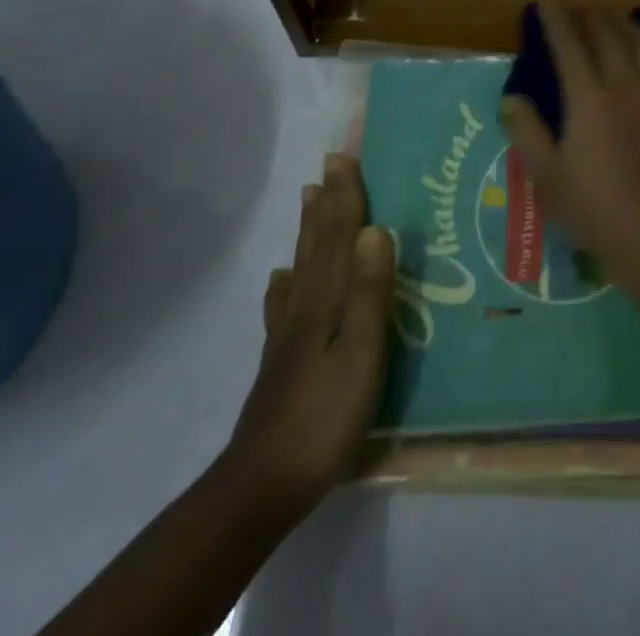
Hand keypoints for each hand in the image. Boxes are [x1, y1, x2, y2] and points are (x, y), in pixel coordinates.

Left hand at [226, 151, 392, 516]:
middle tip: (330, 165)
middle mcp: (304, 305)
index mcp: (326, 299)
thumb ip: (368, 292)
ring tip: (310, 198)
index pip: (339, 236)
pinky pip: (285, 302)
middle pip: (318, 243)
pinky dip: (287, 282)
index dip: (345, 196)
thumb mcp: (361, 353)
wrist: (264, 483)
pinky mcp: (281, 358)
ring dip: (310, 229)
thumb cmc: (325, 415)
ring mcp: (288, 333)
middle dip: (327, 202)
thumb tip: (375, 230)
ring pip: (302, 266)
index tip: (345, 157)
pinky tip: (283, 280)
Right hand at [500, 4, 639, 290]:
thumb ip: (526, 131)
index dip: (556, 20)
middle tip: (580, 3)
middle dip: (591, 14)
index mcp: (588, 97)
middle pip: (608, 36)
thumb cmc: (595, 210)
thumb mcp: (547, 176)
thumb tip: (511, 97)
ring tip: (616, 17)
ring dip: (628, 25)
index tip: (546, 2)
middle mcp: (625, 84)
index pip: (569, 45)